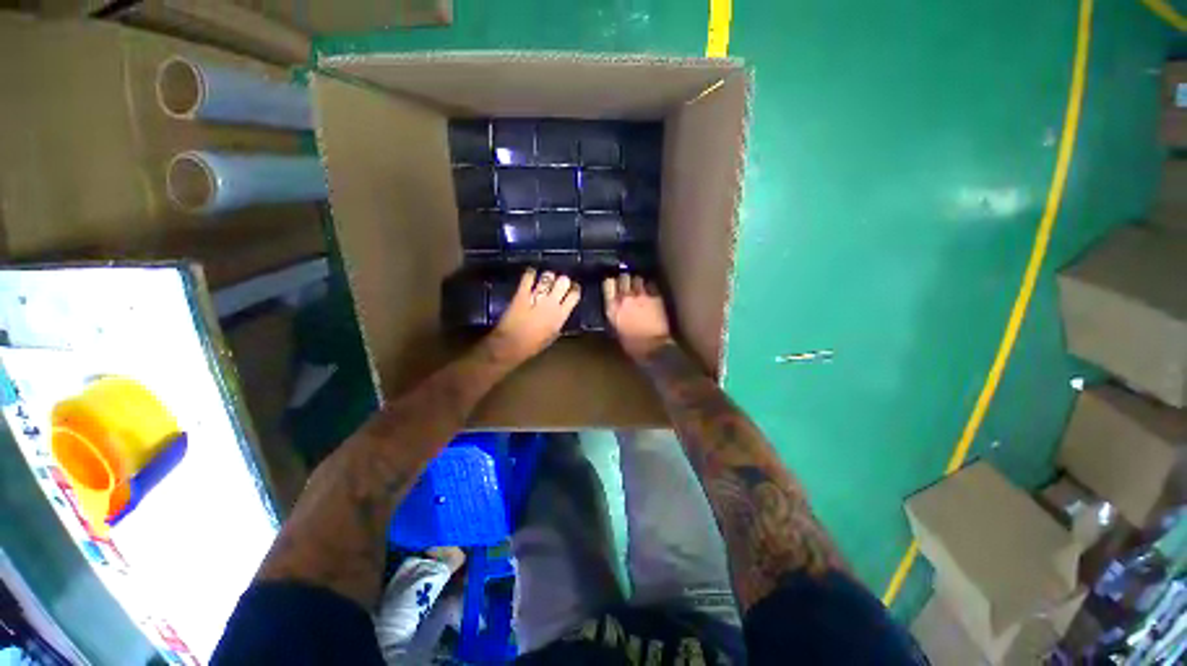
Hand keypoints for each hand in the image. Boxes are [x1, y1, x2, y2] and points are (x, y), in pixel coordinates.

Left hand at [488, 268, 579, 364]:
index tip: (572, 288)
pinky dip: (530, 273)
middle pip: (563, 281)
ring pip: (547, 277)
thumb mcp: (552, 335)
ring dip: (548, 276)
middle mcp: (551, 303)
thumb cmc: (533, 345)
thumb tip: (560, 313)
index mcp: (561, 315)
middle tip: (558, 282)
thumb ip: (558, 321)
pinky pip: (528, 277)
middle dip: (562, 280)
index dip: (574, 289)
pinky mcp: (521, 294)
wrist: (511, 345)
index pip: (574, 295)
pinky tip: (531, 274)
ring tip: (546, 278)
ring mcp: (536, 297)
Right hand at [603, 273, 672, 359]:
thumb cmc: (635, 347)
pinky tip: (650, 287)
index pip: (608, 286)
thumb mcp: (618, 333)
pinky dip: (649, 285)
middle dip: (624, 277)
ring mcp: (641, 297)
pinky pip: (651, 285)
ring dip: (637, 279)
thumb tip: (616, 312)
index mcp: (612, 310)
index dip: (610, 282)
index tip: (612, 281)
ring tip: (638, 280)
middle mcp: (625, 300)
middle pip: (622, 279)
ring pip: (637, 278)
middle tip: (625, 278)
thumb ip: (616, 318)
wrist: (655, 348)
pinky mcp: (656, 297)